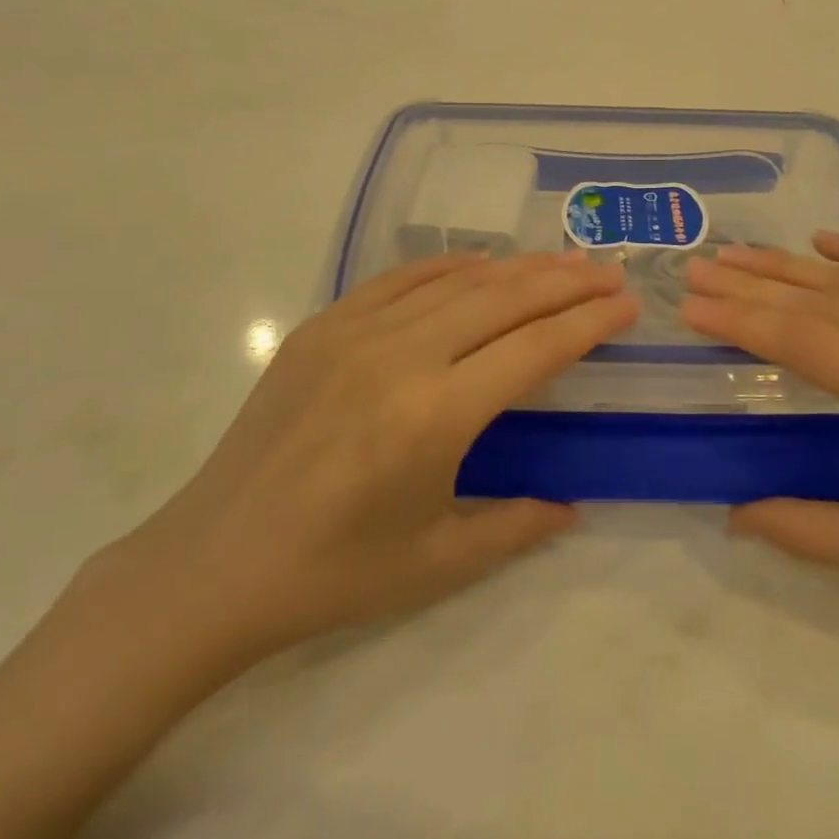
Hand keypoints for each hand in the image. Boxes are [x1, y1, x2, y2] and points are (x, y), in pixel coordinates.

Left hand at [109, 252, 638, 677]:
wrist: (212, 564)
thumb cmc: (332, 575)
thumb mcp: (438, 563)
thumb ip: (517, 527)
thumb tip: (573, 505)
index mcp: (434, 417)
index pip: (534, 349)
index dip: (587, 322)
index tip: (626, 305)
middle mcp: (399, 358)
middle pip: (502, 300)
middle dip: (564, 282)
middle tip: (607, 273)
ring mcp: (353, 333)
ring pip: (455, 282)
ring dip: (515, 269)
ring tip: (560, 263)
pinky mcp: (320, 328)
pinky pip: (398, 280)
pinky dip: (447, 267)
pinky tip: (479, 265)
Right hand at [680, 234, 838, 641]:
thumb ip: (817, 534)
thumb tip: (735, 514)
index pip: (815, 346)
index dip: (745, 323)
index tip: (691, 307)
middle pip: (829, 304)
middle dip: (753, 286)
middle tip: (696, 270)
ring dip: (793, 267)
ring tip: (735, 255)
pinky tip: (823, 241)